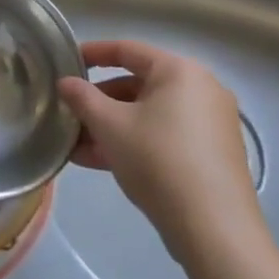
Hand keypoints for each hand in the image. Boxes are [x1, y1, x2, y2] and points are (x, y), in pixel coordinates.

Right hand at [58, 39, 260, 259]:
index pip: (127, 50)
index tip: (66, 62)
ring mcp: (210, 123)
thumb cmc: (158, 160)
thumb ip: (82, 98)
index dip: (92, 53)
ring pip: (149, 114)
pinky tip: (100, 162)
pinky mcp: (212, 154)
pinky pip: (164, 136)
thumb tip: (65, 82)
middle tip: (70, 113)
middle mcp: (201, 89)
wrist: (214, 228)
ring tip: (76, 145)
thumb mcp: (110, 125)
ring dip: (111, 126)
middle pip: (138, 84)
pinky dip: (134, 142)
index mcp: (179, 71)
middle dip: (99, 101)